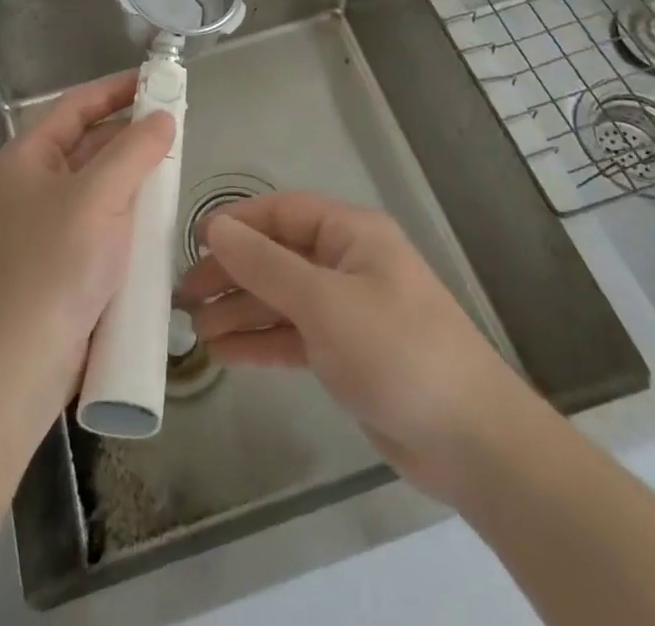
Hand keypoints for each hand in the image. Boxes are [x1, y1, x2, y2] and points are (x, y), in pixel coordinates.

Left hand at [0, 73, 173, 410]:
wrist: (19, 362)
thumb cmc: (55, 264)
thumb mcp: (99, 196)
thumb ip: (134, 151)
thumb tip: (164, 118)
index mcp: (27, 157)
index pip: (76, 106)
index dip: (116, 89)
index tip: (157, 80)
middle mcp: (33, 183)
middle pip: (87, 142)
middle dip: (130, 132)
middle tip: (176, 124)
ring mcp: (46, 223)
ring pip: (97, 183)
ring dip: (133, 173)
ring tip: (175, 164)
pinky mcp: (63, 259)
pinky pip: (101, 218)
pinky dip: (128, 210)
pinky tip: (158, 214)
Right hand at [175, 192, 526, 502]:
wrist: (471, 441)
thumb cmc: (396, 350)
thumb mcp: (324, 302)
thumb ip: (265, 265)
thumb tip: (214, 227)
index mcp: (350, 234)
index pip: (281, 213)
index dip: (237, 224)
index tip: (193, 243)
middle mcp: (346, 263)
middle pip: (276, 256)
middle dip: (232, 273)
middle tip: (184, 295)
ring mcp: (346, 309)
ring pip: (281, 298)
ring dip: (240, 310)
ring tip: (194, 330)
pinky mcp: (346, 352)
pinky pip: (293, 335)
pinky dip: (260, 341)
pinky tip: (223, 353)